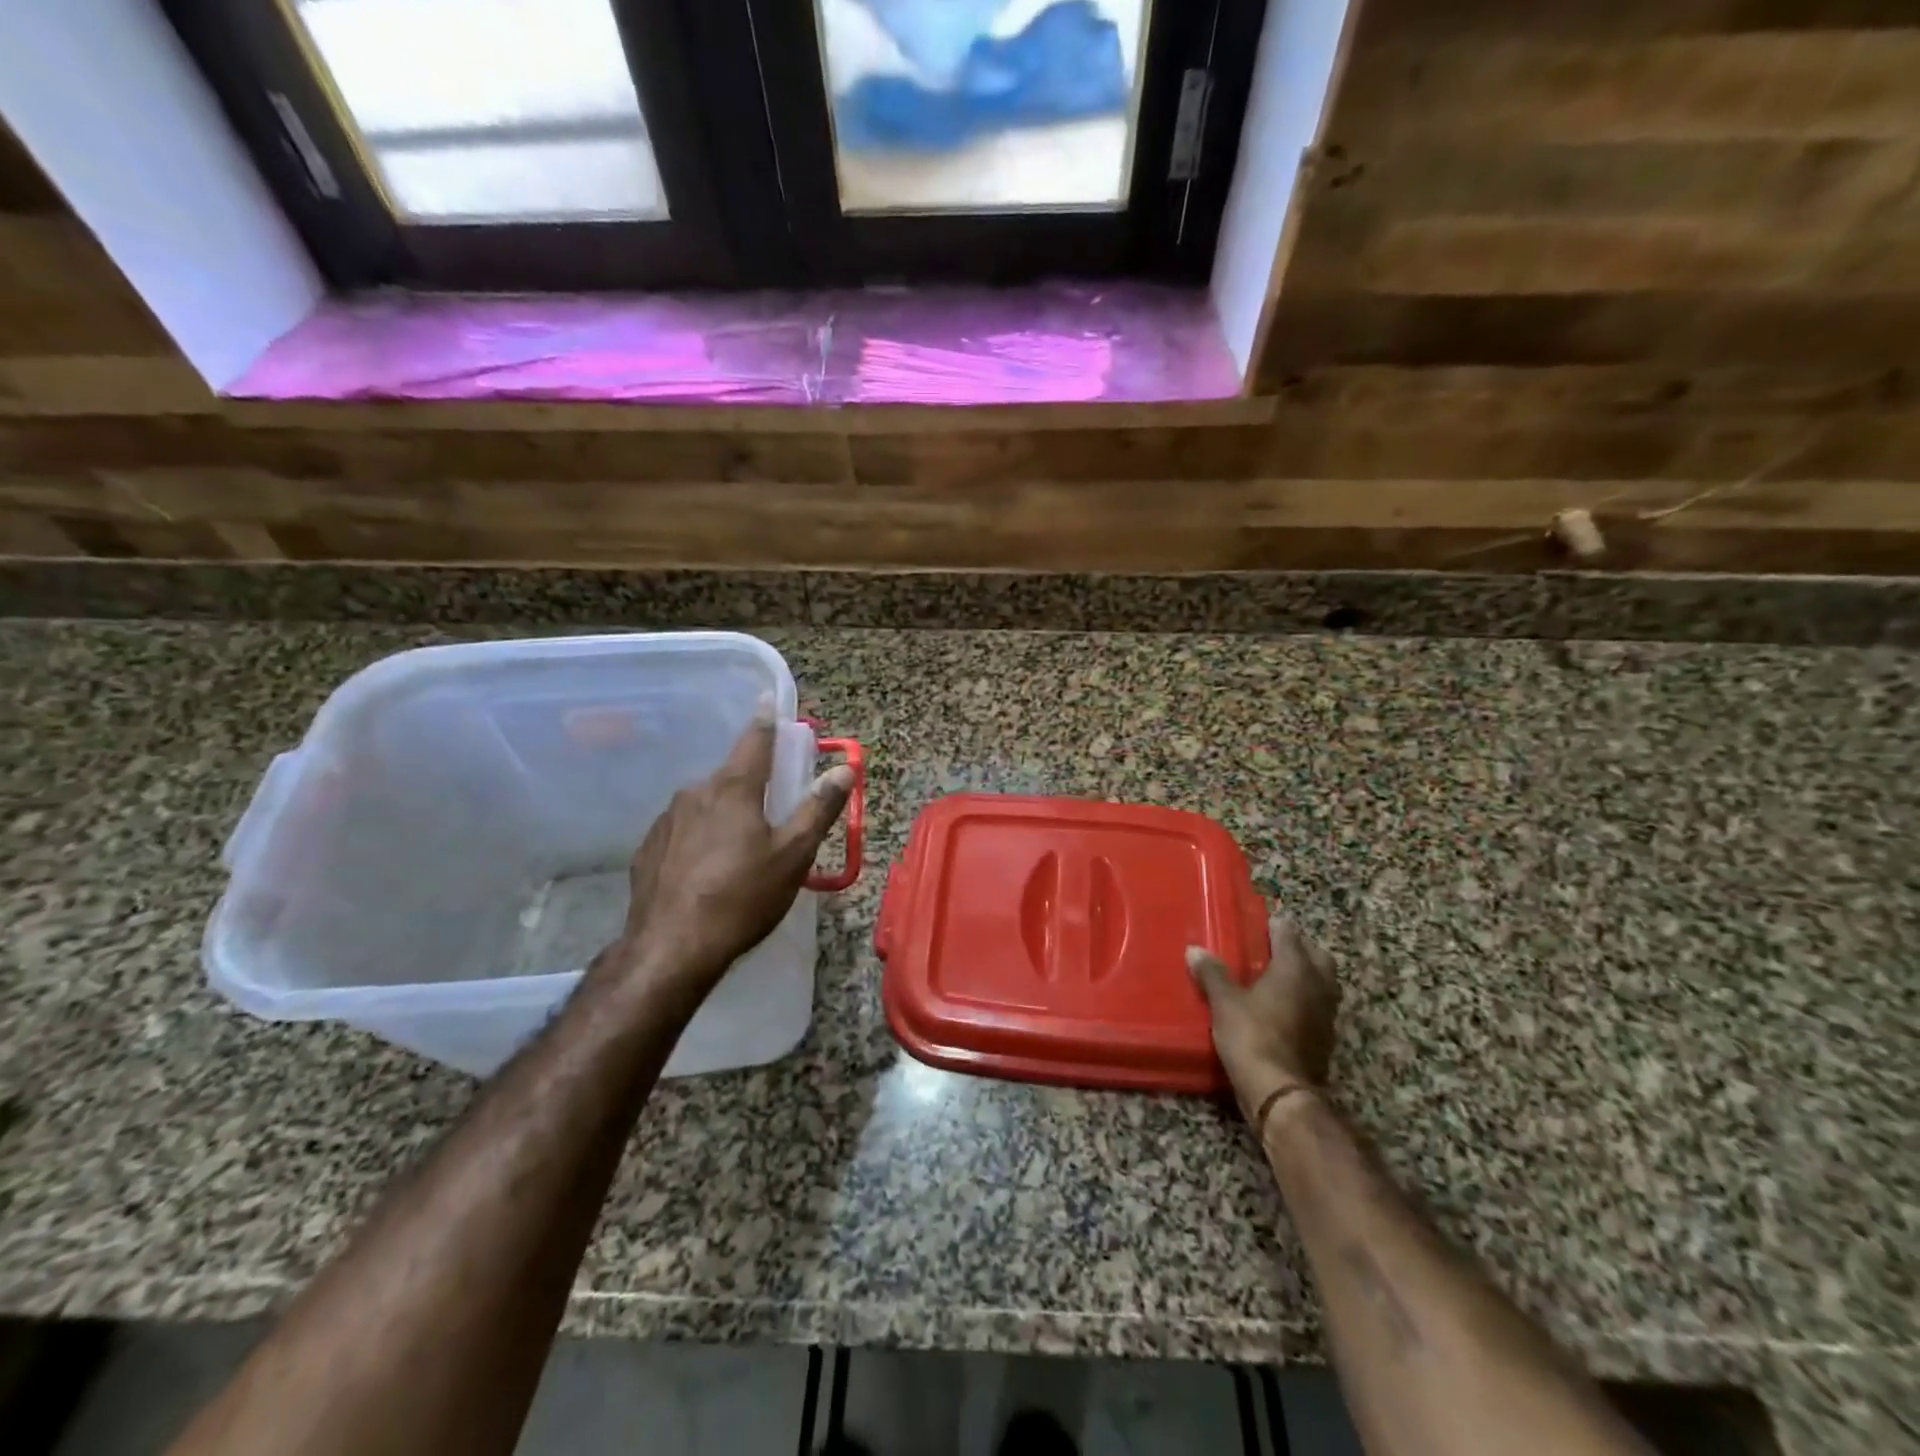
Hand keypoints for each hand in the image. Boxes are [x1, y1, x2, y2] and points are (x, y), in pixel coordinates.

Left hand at [591, 710, 854, 1007]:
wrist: (670, 948)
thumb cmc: (743, 897)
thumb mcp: (794, 855)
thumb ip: (819, 808)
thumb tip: (844, 770)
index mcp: (734, 788)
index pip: (755, 740)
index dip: (766, 718)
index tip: (768, 699)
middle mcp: (696, 792)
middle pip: (732, 775)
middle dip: (753, 781)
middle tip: (772, 806)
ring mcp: (667, 819)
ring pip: (706, 803)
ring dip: (726, 812)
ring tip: (741, 848)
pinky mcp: (649, 848)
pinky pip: (684, 830)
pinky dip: (701, 837)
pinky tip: (708, 869)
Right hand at [1187, 915, 1340, 1122]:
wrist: (1280, 1093)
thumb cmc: (1252, 1036)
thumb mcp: (1224, 1003)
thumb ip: (1212, 974)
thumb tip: (1194, 950)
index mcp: (1295, 969)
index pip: (1289, 934)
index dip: (1275, 926)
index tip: (1261, 922)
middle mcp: (1318, 986)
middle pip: (1317, 957)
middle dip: (1300, 949)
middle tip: (1273, 949)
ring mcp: (1326, 1015)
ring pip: (1322, 984)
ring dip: (1305, 976)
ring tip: (1276, 977)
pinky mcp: (1324, 1039)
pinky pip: (1317, 1008)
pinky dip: (1303, 1002)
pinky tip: (1281, 1008)